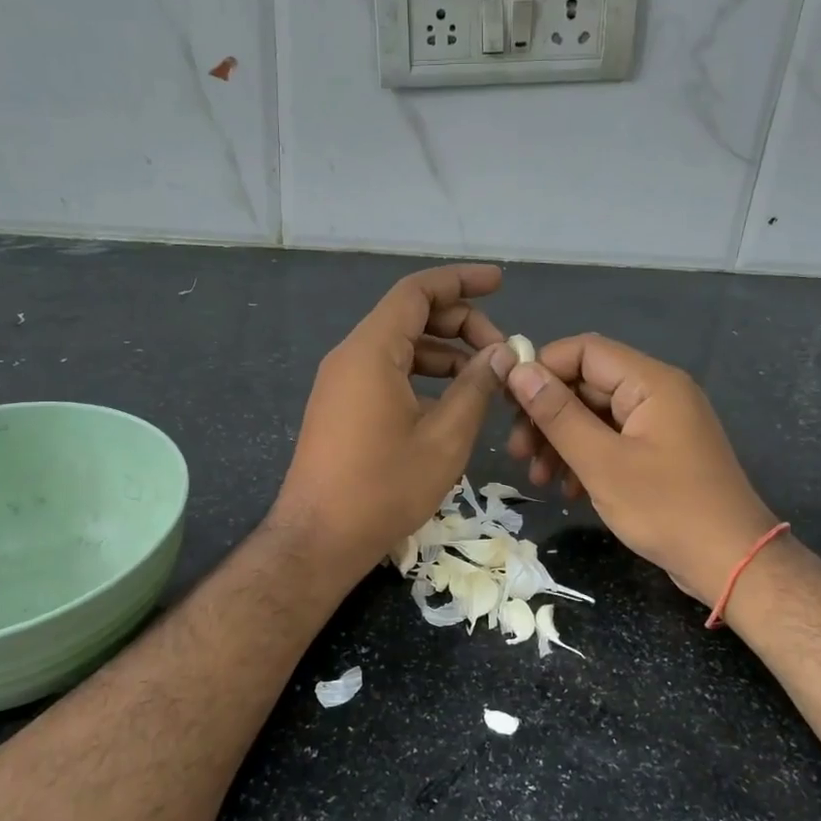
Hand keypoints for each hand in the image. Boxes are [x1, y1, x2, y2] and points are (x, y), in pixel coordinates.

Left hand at [271, 264, 510, 585]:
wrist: (318, 539)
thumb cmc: (384, 488)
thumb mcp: (444, 438)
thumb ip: (476, 388)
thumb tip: (501, 354)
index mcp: (372, 351)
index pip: (417, 291)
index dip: (461, 281)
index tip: (499, 282)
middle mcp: (351, 355)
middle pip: (410, 316)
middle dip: (460, 323)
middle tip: (501, 352)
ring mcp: (341, 381)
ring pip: (400, 345)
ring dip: (444, 352)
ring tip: (486, 378)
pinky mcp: (341, 405)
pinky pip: (386, 371)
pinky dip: (422, 374)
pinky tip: (451, 400)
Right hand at [493, 334, 777, 602]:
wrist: (732, 564)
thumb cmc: (667, 509)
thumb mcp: (602, 462)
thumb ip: (558, 414)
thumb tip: (519, 370)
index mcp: (651, 382)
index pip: (584, 350)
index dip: (542, 369)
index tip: (508, 403)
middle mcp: (657, 393)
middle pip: (586, 384)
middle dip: (546, 415)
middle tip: (516, 452)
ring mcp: (660, 424)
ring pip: (594, 415)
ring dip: (560, 441)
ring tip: (538, 479)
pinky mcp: (659, 452)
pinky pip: (611, 440)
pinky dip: (584, 458)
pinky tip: (567, 489)